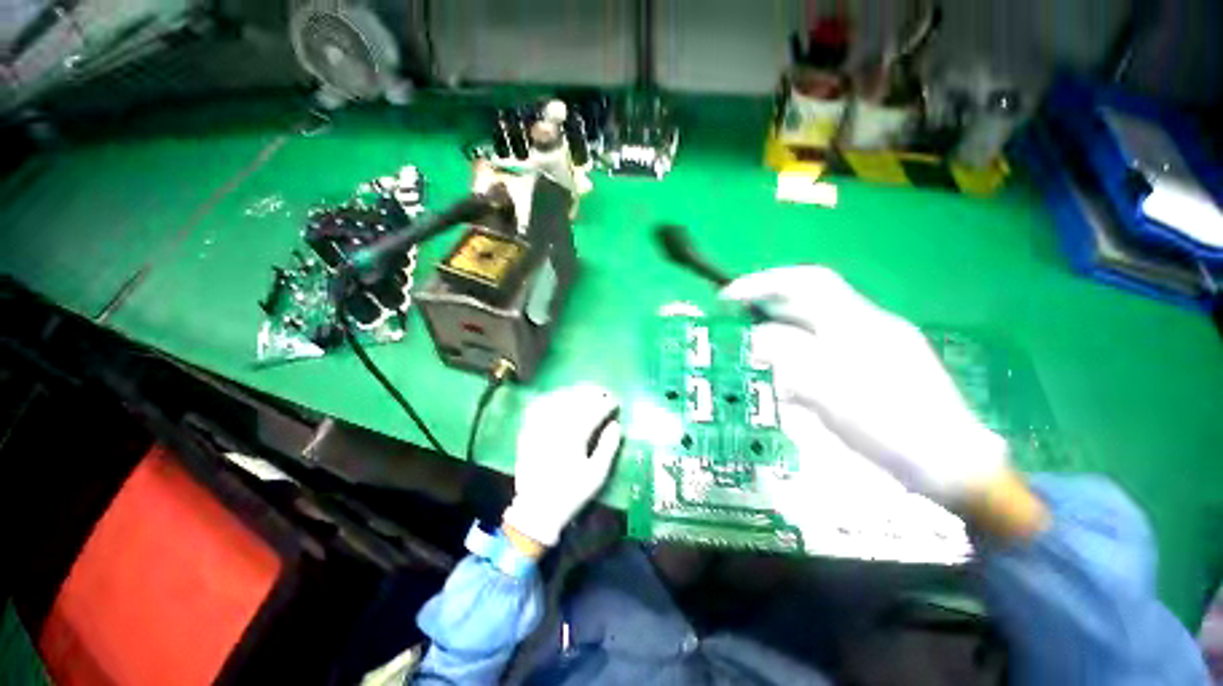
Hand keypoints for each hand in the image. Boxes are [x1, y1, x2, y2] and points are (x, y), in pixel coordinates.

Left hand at [502, 384, 622, 547]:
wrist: (537, 510)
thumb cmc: (571, 494)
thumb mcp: (597, 475)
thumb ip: (608, 447)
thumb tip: (616, 425)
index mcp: (574, 437)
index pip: (594, 410)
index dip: (607, 403)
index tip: (617, 402)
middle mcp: (556, 426)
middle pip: (576, 399)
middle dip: (592, 392)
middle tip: (604, 392)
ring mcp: (539, 427)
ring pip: (557, 399)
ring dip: (574, 392)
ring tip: (585, 391)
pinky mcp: (528, 431)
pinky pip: (538, 406)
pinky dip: (550, 398)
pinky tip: (558, 397)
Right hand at [722, 266, 1008, 504]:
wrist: (947, 461)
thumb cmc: (888, 425)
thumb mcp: (829, 392)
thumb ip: (788, 360)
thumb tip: (756, 339)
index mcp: (858, 323)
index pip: (806, 282)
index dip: (765, 282)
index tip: (729, 296)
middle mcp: (865, 324)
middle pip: (807, 301)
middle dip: (767, 307)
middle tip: (735, 323)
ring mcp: (873, 344)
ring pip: (813, 327)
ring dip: (779, 334)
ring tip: (754, 355)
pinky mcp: (873, 365)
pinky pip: (824, 349)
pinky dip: (797, 357)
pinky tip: (786, 380)